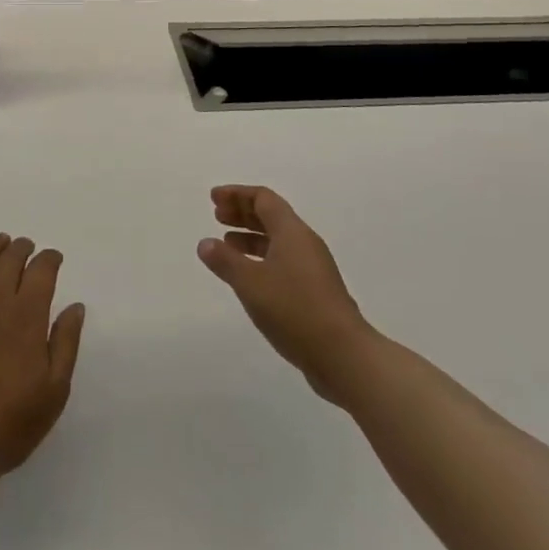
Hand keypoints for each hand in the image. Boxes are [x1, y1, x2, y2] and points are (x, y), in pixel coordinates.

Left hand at [0, 234, 85, 473]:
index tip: (55, 259)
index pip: (41, 270)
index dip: (50, 259)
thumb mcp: (55, 389)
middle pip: (10, 259)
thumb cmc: (12, 421)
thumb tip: (75, 306)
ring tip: (1, 241)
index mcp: (27, 315)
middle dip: (23, 248)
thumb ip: (66, 342)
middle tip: (28, 248)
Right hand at [198, 186, 373, 404]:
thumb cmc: (294, 310)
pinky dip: (261, 259)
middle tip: (216, 216)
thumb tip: (205, 243)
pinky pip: (283, 261)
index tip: (214, 199)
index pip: (263, 198)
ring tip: (226, 244)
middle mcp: (305, 243)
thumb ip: (225, 261)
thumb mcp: (251, 283)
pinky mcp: (315, 291)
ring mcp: (313, 268)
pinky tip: (249, 277)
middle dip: (242, 213)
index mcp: (292, 232)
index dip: (237, 194)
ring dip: (250, 237)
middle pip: (271, 216)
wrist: (343, 355)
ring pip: (277, 240)